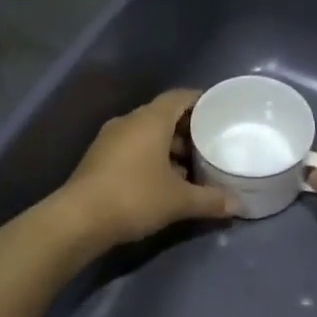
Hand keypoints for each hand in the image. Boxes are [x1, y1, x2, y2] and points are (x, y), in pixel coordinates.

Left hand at [61, 90, 237, 247]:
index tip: (220, 112)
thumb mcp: (179, 201)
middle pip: (164, 115)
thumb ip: (211, 200)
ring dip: (168, 147)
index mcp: (150, 120)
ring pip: (147, 133)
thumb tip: (238, 205)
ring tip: (191, 167)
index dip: (201, 101)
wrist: (79, 219)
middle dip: (187, 129)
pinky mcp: (99, 158)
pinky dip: (151, 157)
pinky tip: (164, 181)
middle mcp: (129, 121)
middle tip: (211, 144)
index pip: (180, 97)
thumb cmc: (134, 197)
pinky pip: (132, 147)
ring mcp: (110, 139)